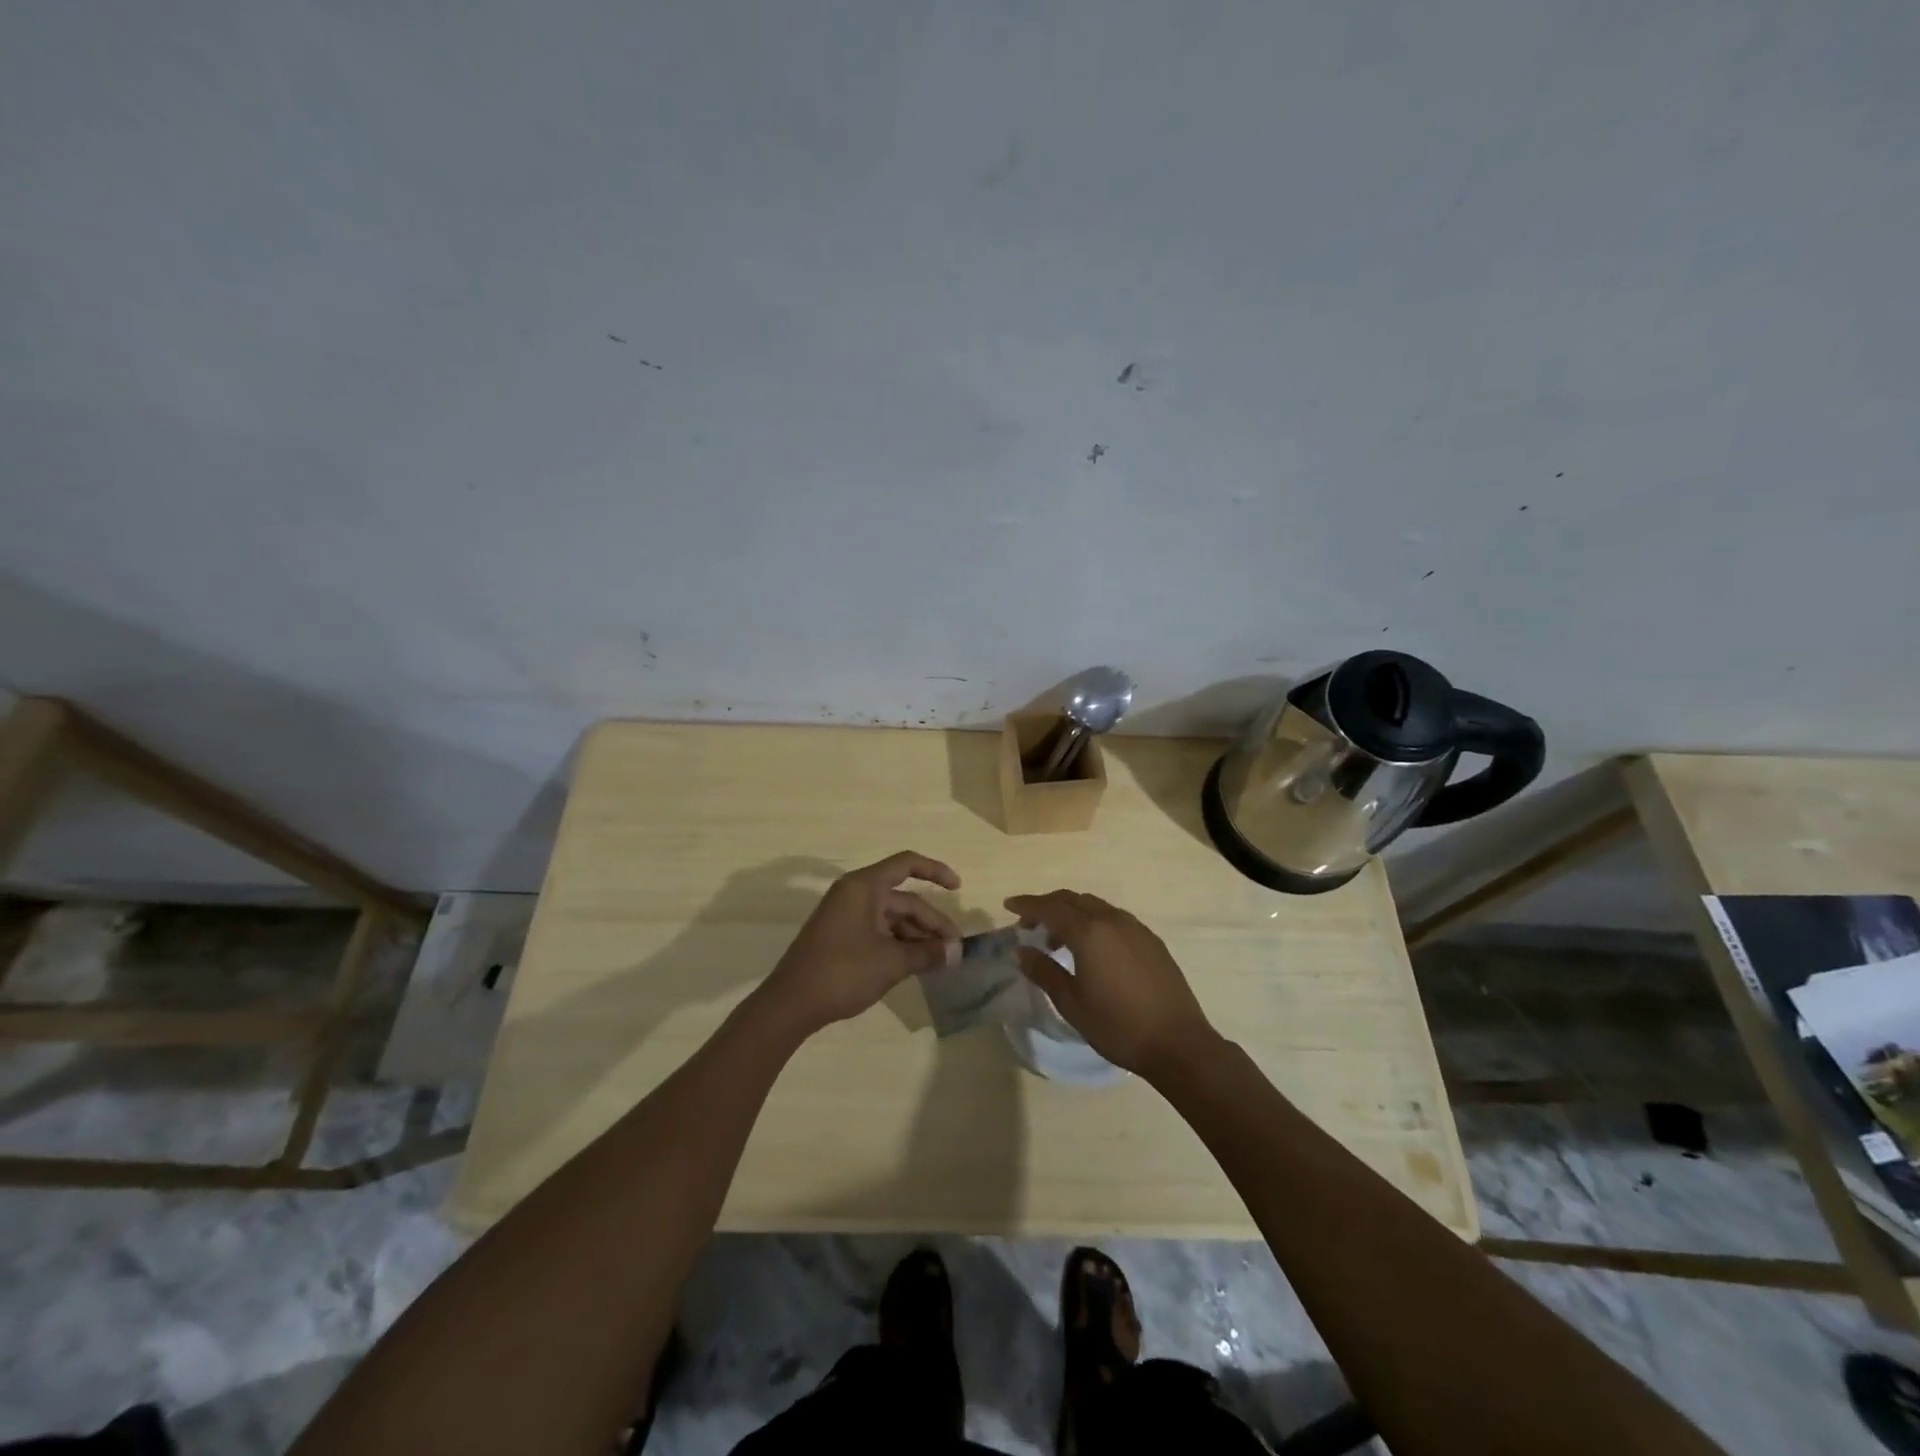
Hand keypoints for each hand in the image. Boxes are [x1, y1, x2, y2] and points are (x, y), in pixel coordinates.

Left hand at [762, 852, 961, 1033]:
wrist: (790, 1004)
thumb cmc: (843, 972)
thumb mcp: (891, 962)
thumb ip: (927, 953)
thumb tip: (956, 952)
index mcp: (864, 887)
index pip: (907, 864)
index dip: (935, 871)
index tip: (958, 888)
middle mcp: (855, 894)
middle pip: (903, 899)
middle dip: (930, 922)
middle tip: (954, 950)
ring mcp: (846, 916)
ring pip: (892, 918)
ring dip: (916, 936)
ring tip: (939, 961)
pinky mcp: (841, 936)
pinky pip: (878, 930)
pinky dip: (899, 943)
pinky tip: (915, 964)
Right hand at [1005, 890, 1221, 1081]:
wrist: (1178, 1044)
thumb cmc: (1118, 1027)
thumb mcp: (1072, 1003)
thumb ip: (1044, 972)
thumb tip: (1022, 950)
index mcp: (1089, 933)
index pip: (1050, 908)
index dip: (1027, 905)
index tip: (1009, 906)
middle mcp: (1112, 921)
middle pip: (1073, 900)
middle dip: (1048, 906)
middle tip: (1029, 925)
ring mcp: (1136, 928)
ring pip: (1095, 906)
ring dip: (1072, 914)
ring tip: (1058, 942)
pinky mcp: (1151, 941)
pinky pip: (1114, 918)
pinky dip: (1094, 922)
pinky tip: (1092, 950)